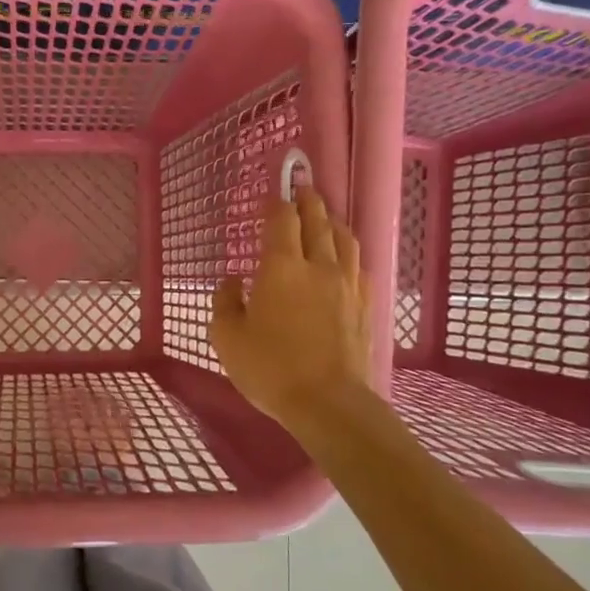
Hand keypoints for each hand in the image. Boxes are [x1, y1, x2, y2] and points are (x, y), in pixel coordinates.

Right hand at [210, 188, 371, 426]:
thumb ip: (225, 302)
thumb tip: (232, 280)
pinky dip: (348, 253)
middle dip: (308, 200)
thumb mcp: (227, 338)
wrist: (329, 403)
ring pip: (344, 239)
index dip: (277, 201)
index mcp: (282, 267)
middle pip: (317, 221)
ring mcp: (347, 285)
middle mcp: (318, 266)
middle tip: (303, 187)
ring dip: (332, 222)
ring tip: (325, 216)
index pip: (283, 219)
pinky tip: (344, 260)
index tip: (272, 193)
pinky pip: (358, 267)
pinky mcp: (365, 306)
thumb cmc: (271, 369)